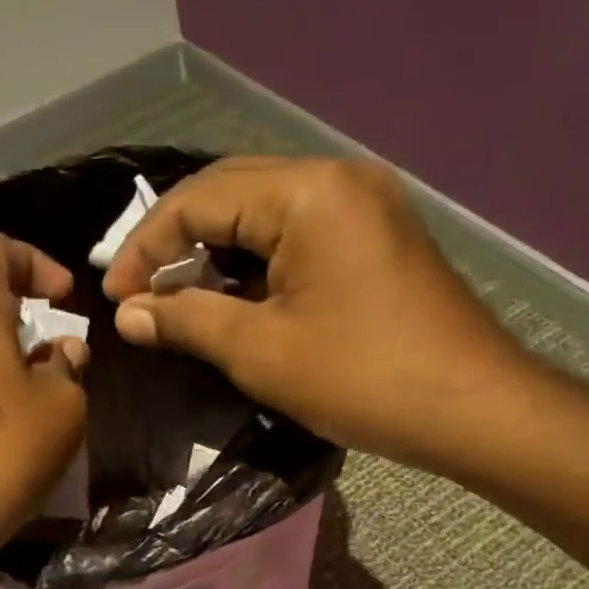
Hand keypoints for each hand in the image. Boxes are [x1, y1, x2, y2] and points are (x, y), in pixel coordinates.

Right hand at [102, 157, 530, 476]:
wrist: (474, 410)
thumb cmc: (363, 379)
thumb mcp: (261, 352)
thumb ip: (186, 320)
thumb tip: (127, 314)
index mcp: (308, 192)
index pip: (199, 199)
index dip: (146, 246)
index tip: (115, 298)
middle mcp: (338, 178)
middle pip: (231, 193)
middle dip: (177, 243)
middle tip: (141, 295)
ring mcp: (365, 205)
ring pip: (265, 214)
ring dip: (217, 253)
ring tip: (179, 300)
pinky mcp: (378, 237)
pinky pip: (300, 235)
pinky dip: (258, 264)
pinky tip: (235, 299)